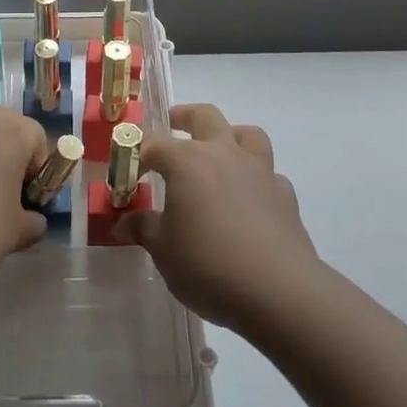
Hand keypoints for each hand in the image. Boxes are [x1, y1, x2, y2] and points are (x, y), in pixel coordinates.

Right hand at [114, 103, 321, 332]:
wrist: (277, 290)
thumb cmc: (207, 264)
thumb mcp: (163, 249)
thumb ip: (143, 228)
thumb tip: (122, 223)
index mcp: (187, 161)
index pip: (155, 144)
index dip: (138, 154)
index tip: (129, 171)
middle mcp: (224, 154)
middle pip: (205, 117)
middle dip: (184, 117)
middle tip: (172, 124)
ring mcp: (259, 171)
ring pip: (247, 134)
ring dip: (230, 135)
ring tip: (218, 151)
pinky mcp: (284, 194)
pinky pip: (268, 173)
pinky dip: (255, 177)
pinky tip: (249, 198)